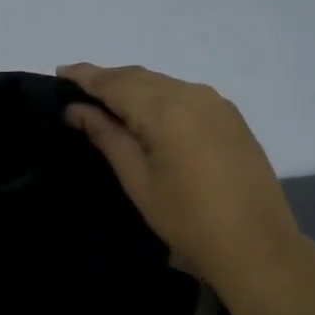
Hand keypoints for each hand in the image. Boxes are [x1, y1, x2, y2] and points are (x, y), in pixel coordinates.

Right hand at [58, 63, 305, 290]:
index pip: (115, 82)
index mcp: (165, 110)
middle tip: (75, 87)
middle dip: (107, 78)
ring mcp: (216, 104)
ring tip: (105, 99)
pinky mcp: (230, 117)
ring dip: (132, 86)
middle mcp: (192, 95)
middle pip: (140, 76)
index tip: (59, 71)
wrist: (255, 244)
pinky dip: (158, 95)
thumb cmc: (186, 218)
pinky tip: (146, 112)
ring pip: (163, 83)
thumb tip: (76, 109)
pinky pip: (184, 93)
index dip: (85, 75)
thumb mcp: (138, 180)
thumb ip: (107, 136)